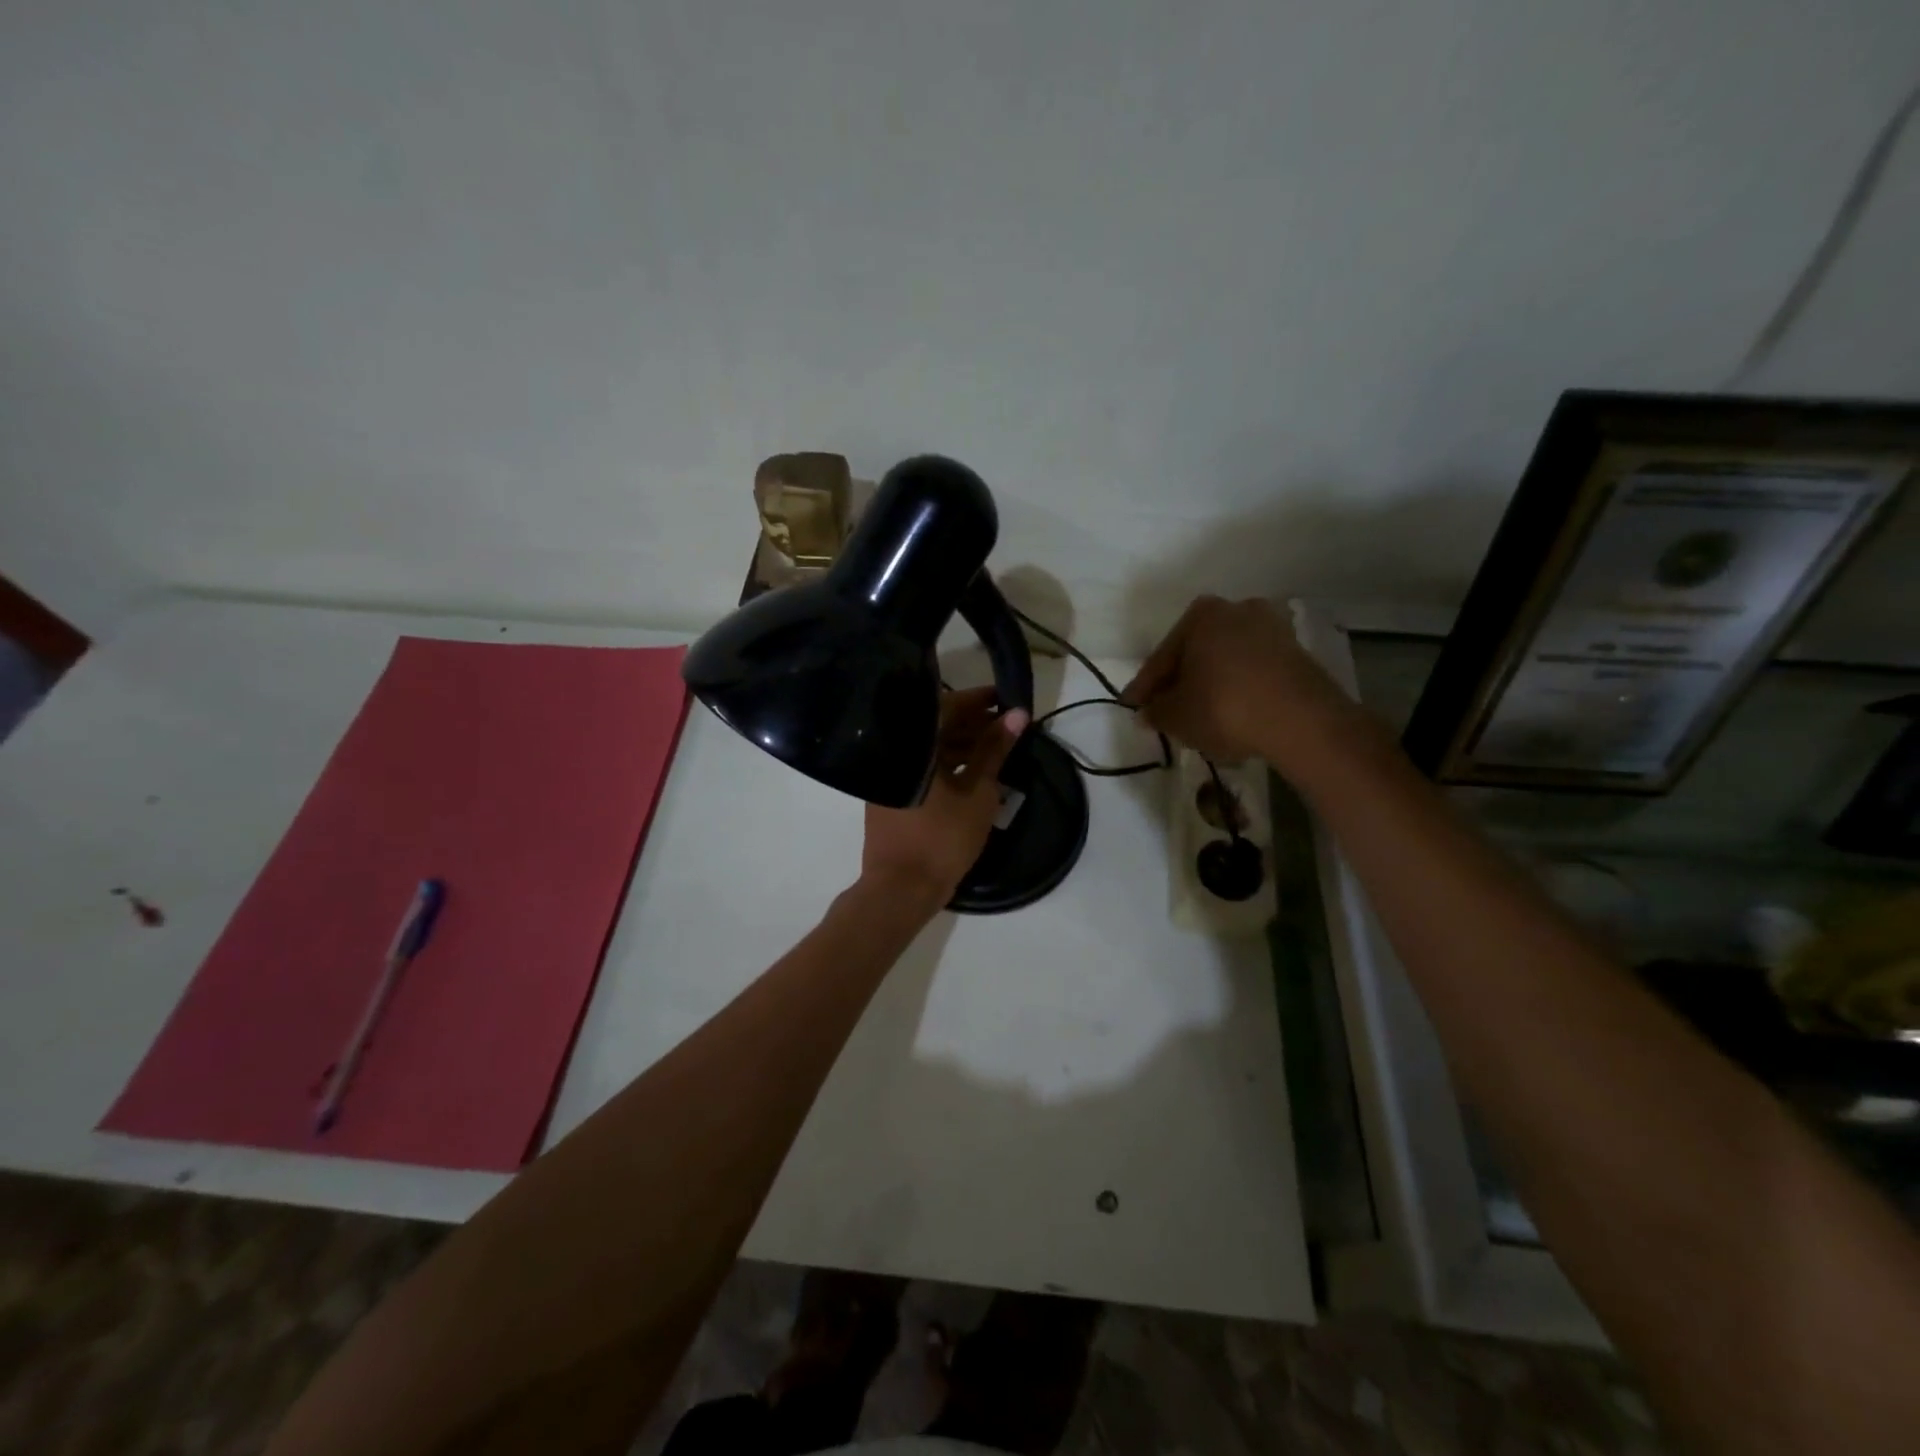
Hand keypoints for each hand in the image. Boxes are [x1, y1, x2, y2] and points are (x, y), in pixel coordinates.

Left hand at [862, 688, 1028, 905]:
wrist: (901, 888)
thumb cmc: (943, 839)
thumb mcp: (978, 793)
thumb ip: (995, 750)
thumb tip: (1016, 714)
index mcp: (914, 745)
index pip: (948, 706)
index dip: (979, 700)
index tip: (1006, 698)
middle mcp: (896, 752)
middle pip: (936, 724)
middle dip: (973, 722)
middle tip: (1006, 726)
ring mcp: (889, 772)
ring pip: (929, 746)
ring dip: (961, 743)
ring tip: (995, 749)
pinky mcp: (889, 791)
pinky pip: (921, 765)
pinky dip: (945, 763)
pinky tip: (971, 771)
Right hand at [1120, 596, 1355, 769]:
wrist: (1301, 721)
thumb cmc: (1224, 708)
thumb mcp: (1176, 716)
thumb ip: (1155, 711)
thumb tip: (1147, 711)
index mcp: (1201, 614)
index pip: (1162, 656)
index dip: (1144, 687)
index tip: (1133, 707)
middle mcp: (1237, 609)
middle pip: (1196, 652)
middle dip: (1180, 681)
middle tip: (1165, 709)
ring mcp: (1272, 629)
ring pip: (1225, 660)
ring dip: (1211, 683)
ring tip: (1199, 714)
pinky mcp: (1296, 653)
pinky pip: (1253, 671)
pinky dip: (1238, 688)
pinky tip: (1231, 711)